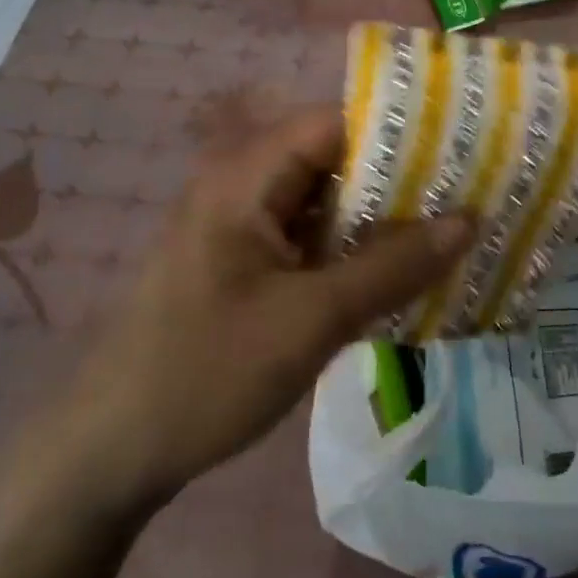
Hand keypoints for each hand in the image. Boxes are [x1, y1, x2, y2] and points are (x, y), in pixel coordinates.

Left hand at [23, 108, 474, 524]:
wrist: (108, 455)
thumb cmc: (206, 374)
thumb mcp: (311, 321)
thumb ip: (392, 267)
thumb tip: (469, 220)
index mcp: (246, 177)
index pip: (337, 122)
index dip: (400, 131)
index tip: (460, 152)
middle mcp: (243, 185)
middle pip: (335, 158)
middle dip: (400, 178)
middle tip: (467, 196)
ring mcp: (242, 225)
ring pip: (327, 201)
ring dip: (380, 218)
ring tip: (448, 230)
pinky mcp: (245, 262)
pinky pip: (311, 236)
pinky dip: (353, 248)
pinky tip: (396, 272)